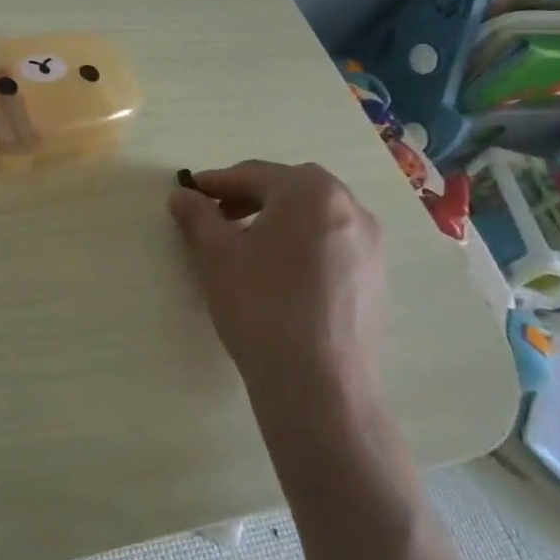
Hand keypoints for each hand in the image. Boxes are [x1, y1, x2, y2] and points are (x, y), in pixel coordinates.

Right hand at [169, 161, 385, 421]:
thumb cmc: (260, 304)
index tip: (189, 193)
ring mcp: (370, 245)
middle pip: (289, 189)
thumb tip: (184, 196)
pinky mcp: (375, 279)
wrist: (319, 385)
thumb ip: (197, 215)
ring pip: (313, 216)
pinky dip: (301, 244)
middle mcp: (349, 208)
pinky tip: (278, 273)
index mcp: (311, 191)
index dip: (216, 182)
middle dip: (250, 196)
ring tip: (245, 244)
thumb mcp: (215, 254)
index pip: (254, 174)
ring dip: (277, 219)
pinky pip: (331, 243)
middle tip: (216, 215)